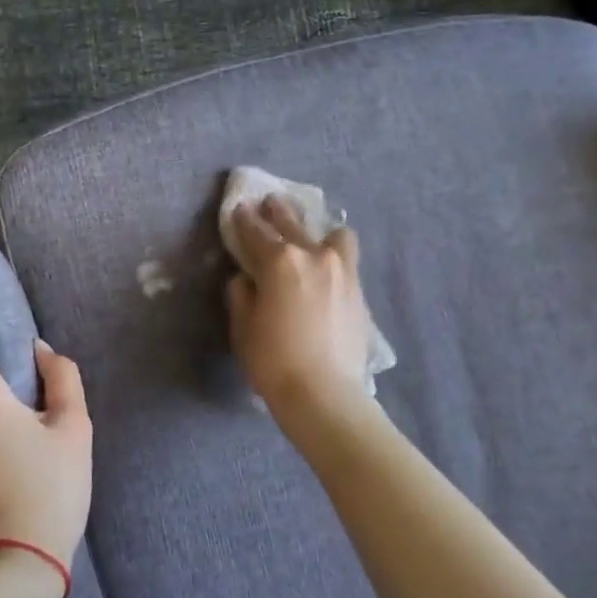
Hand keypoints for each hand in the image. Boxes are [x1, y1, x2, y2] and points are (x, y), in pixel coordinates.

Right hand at [227, 196, 372, 412]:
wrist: (324, 393)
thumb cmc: (273, 360)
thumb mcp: (243, 327)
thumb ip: (242, 294)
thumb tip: (246, 279)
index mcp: (279, 261)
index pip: (255, 231)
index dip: (243, 219)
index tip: (238, 208)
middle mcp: (313, 255)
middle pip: (292, 223)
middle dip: (277, 212)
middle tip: (269, 204)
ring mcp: (342, 270)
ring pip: (332, 235)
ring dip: (317, 231)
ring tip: (311, 239)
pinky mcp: (358, 290)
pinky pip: (346, 259)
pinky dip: (334, 256)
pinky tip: (326, 268)